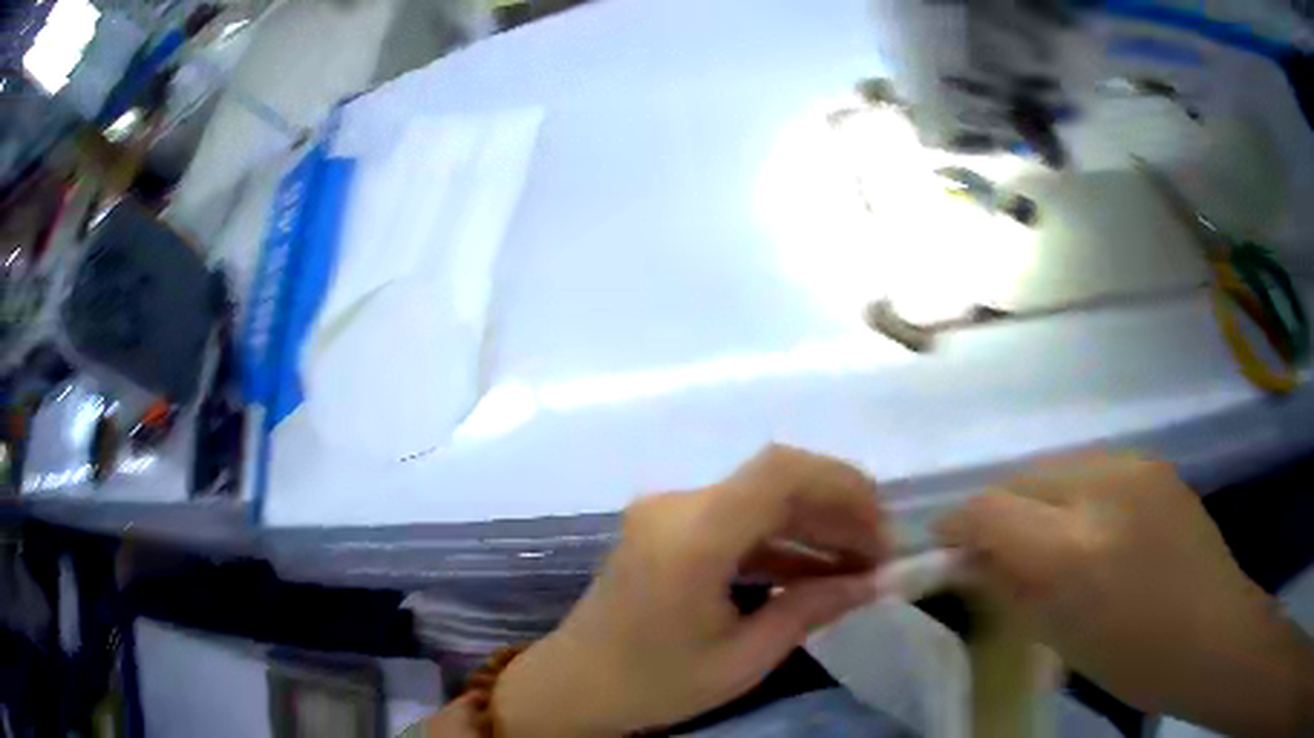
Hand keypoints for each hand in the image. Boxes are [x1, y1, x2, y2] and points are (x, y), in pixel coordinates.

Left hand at [493, 445, 889, 735]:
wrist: (575, 686)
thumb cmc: (653, 684)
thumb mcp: (743, 658)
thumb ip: (813, 609)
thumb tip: (879, 582)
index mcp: (691, 536)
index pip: (780, 471)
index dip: (844, 486)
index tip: (883, 529)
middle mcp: (677, 506)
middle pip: (776, 479)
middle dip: (838, 510)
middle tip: (881, 554)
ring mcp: (669, 512)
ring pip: (761, 498)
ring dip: (814, 525)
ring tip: (860, 565)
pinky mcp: (669, 527)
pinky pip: (737, 521)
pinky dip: (781, 541)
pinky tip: (817, 571)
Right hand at [937, 454, 1313, 735]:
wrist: (1213, 633)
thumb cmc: (1134, 659)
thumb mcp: (1060, 637)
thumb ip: (1011, 588)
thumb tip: (972, 559)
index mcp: (1074, 550)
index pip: (991, 509)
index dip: (957, 524)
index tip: (944, 544)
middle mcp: (1102, 488)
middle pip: (1023, 477)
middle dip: (999, 510)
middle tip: (995, 549)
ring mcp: (1135, 466)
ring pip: (1058, 467)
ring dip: (1038, 500)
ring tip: (1047, 539)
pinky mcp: (1154, 462)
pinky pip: (1094, 468)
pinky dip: (1074, 494)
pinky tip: (1091, 527)